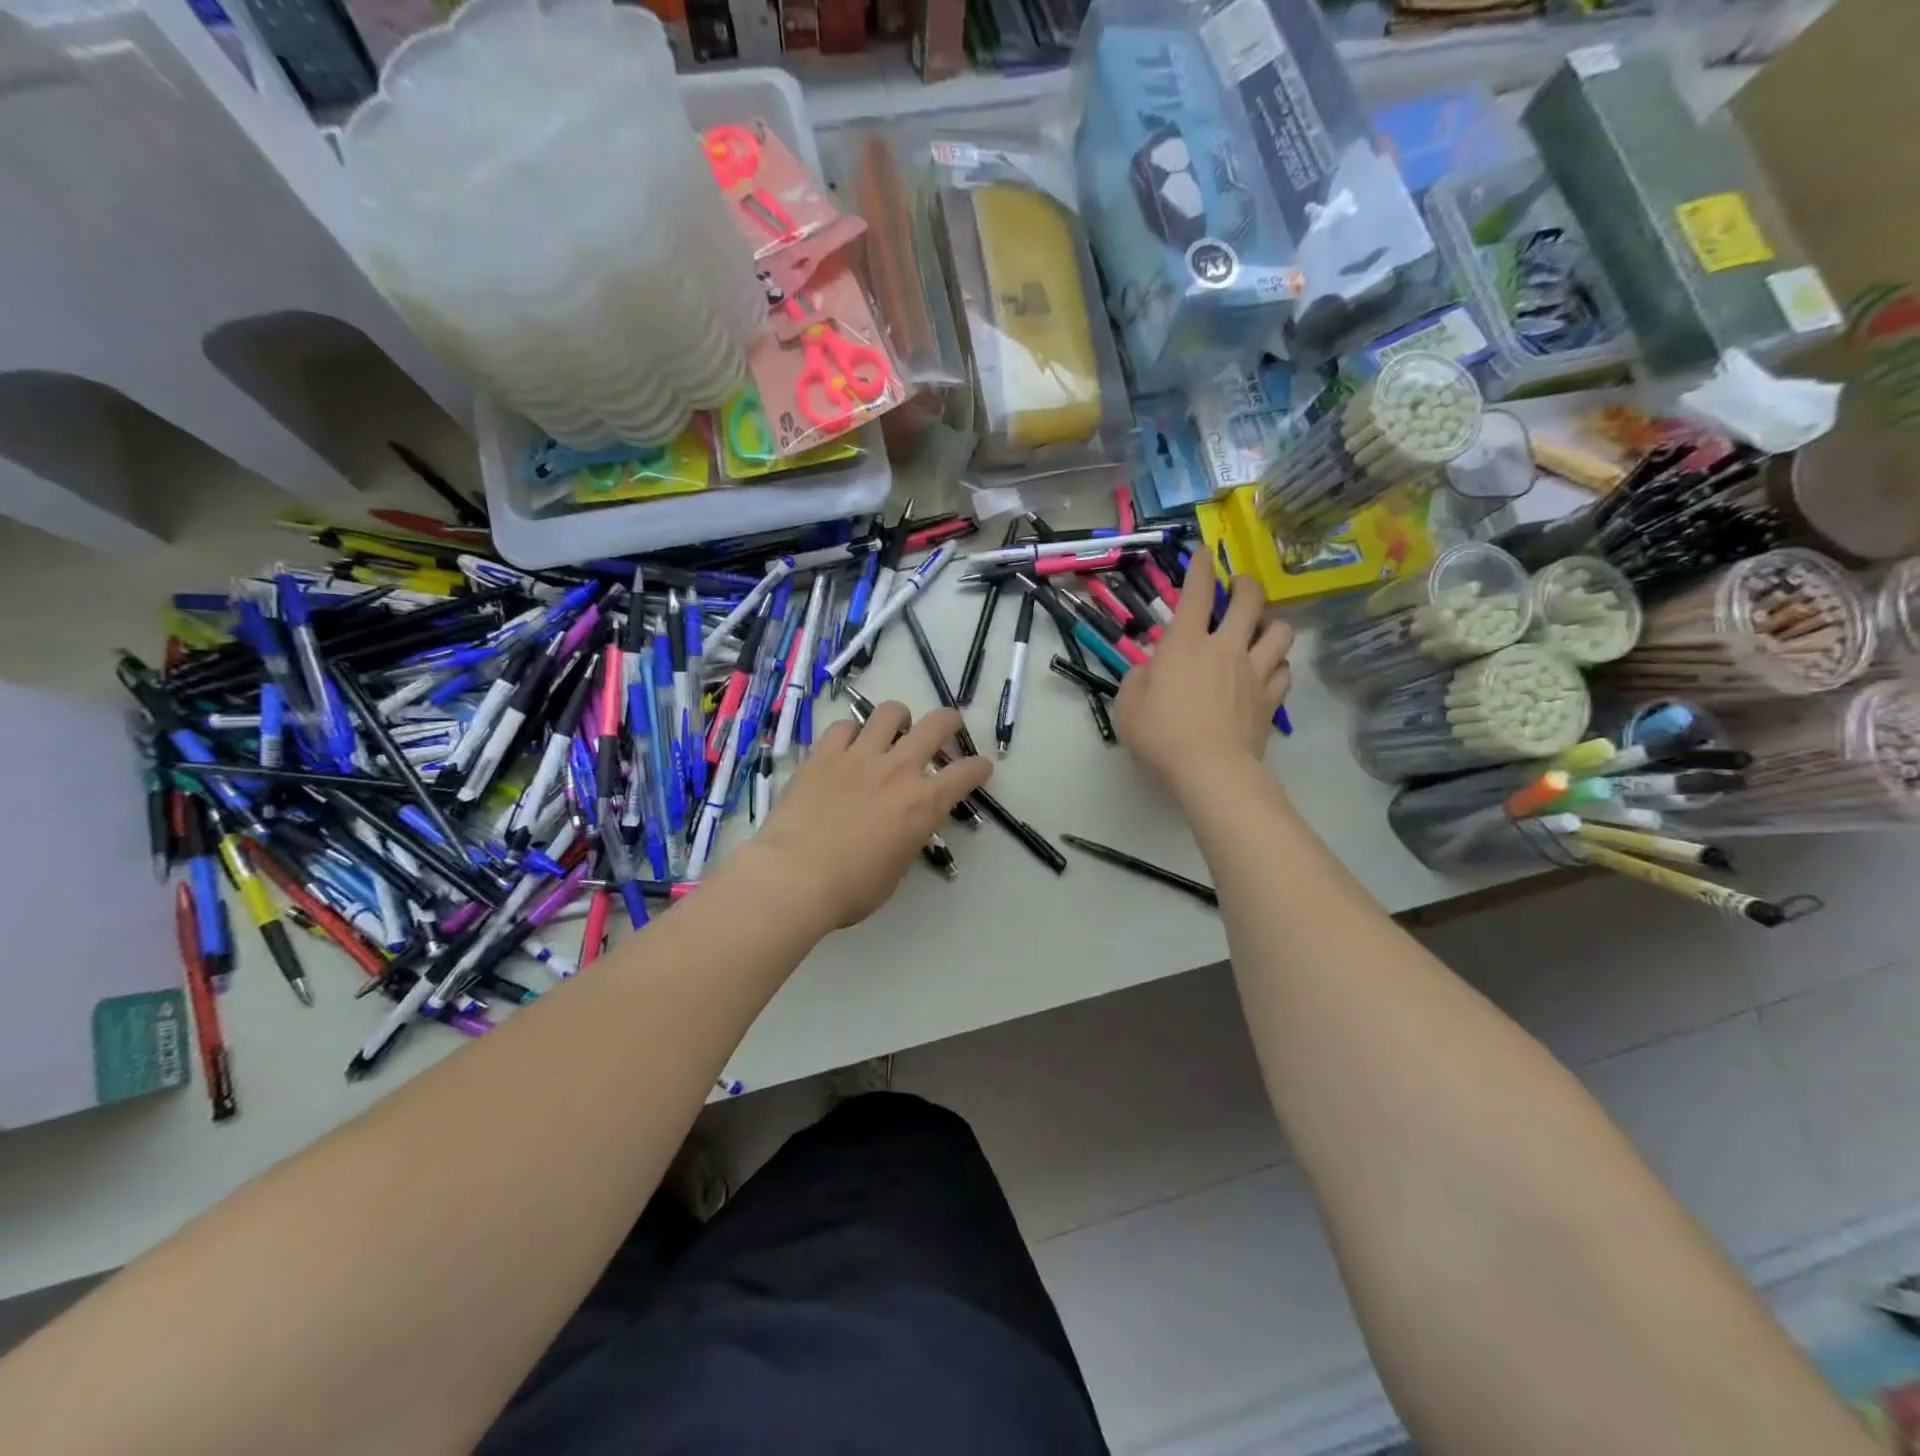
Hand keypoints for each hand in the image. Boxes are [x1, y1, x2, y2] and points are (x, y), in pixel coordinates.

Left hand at [747, 701, 991, 929]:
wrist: (795, 876)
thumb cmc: (852, 888)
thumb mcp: (896, 868)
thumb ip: (909, 838)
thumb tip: (907, 827)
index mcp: (924, 803)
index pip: (966, 773)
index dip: (979, 767)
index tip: (981, 767)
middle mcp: (899, 769)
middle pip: (936, 725)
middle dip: (949, 722)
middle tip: (947, 728)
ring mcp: (860, 756)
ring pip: (890, 712)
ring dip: (899, 718)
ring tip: (894, 728)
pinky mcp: (824, 754)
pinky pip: (844, 726)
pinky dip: (851, 732)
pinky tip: (847, 745)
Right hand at [1115, 552, 1291, 798]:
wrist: (1209, 769)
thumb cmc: (1160, 733)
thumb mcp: (1128, 704)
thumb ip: (1138, 679)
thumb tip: (1150, 670)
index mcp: (1186, 643)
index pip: (1196, 593)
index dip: (1201, 568)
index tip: (1204, 553)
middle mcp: (1225, 648)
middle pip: (1250, 601)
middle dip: (1247, 585)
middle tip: (1240, 587)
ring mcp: (1254, 672)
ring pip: (1280, 632)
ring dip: (1272, 625)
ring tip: (1262, 631)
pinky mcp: (1270, 699)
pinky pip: (1285, 672)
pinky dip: (1278, 667)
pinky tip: (1269, 672)